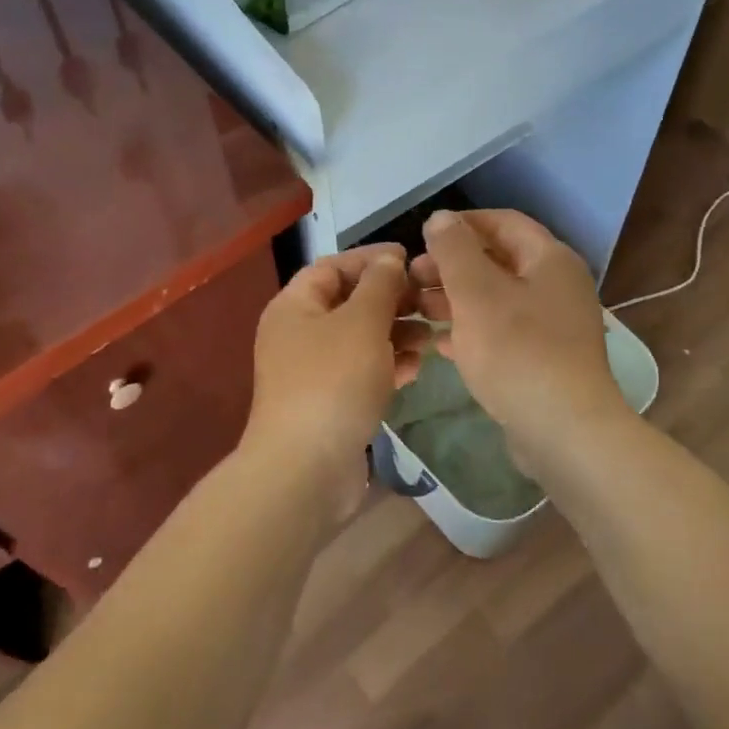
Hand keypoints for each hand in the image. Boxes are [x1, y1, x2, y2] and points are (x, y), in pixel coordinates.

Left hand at [243, 244, 429, 522]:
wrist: (306, 469)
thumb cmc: (333, 381)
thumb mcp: (362, 322)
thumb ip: (380, 285)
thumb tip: (389, 259)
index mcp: (295, 306)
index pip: (333, 266)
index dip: (371, 258)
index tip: (412, 258)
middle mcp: (299, 334)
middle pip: (349, 303)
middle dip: (391, 299)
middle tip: (431, 300)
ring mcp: (314, 371)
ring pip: (361, 339)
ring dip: (396, 334)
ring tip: (433, 336)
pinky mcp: (330, 402)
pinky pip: (363, 372)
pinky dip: (389, 365)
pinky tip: (417, 368)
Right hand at [411, 211, 628, 468]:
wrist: (564, 431)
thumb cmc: (518, 351)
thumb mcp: (477, 293)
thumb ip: (455, 251)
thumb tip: (440, 217)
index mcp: (550, 260)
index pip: (503, 222)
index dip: (461, 225)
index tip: (423, 237)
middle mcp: (556, 286)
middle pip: (498, 261)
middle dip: (452, 266)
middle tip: (413, 279)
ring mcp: (553, 325)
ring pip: (496, 299)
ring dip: (456, 299)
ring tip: (418, 310)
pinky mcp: (544, 360)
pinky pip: (502, 333)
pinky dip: (471, 331)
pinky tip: (440, 344)